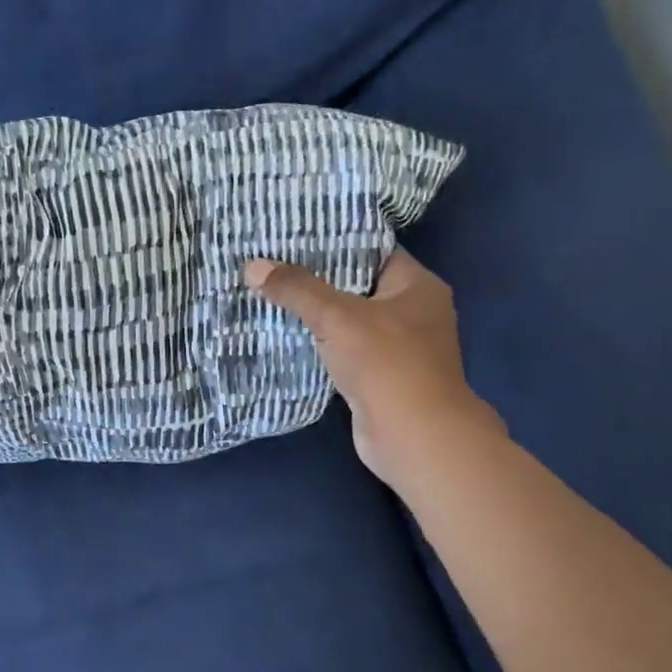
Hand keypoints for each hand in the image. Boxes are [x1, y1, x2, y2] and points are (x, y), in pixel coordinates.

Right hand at [245, 248, 499, 480]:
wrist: (413, 437)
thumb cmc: (386, 363)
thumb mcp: (337, 316)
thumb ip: (296, 289)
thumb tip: (253, 265)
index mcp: (418, 286)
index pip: (373, 251)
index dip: (335, 241)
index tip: (294, 235)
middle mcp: (414, 312)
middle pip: (358, 285)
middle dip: (318, 278)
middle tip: (274, 262)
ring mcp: (400, 348)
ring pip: (350, 320)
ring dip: (316, 313)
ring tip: (272, 293)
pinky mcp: (381, 377)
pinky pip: (345, 348)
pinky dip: (320, 342)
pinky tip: (286, 333)